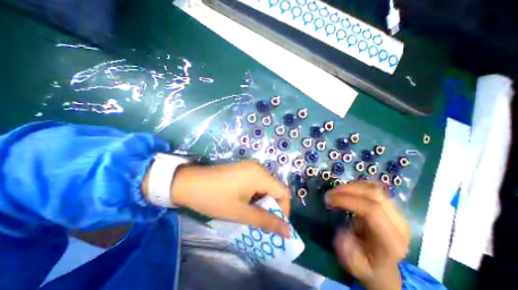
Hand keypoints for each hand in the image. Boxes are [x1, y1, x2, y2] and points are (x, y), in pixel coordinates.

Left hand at [170, 161, 290, 237]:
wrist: (188, 183)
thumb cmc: (214, 198)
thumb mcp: (240, 212)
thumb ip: (266, 221)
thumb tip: (288, 232)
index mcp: (260, 175)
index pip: (283, 192)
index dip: (283, 210)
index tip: (275, 225)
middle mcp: (258, 167)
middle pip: (274, 189)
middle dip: (271, 207)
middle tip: (261, 222)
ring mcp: (250, 167)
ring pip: (265, 186)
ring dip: (262, 202)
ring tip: (251, 214)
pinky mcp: (243, 169)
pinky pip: (257, 182)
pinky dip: (255, 195)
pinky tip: (244, 203)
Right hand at [327, 181, 408, 289]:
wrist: (383, 266)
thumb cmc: (367, 265)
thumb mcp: (355, 266)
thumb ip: (349, 252)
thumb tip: (343, 232)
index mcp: (391, 242)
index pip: (372, 211)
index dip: (348, 201)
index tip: (329, 200)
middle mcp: (399, 225)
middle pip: (375, 196)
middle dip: (348, 190)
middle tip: (330, 192)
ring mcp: (397, 214)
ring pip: (376, 189)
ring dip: (353, 186)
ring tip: (337, 190)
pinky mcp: (392, 207)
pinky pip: (376, 188)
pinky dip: (359, 185)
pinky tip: (348, 189)